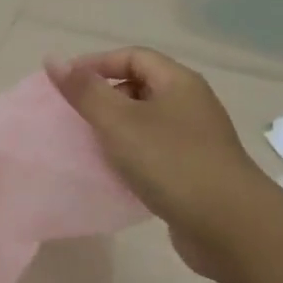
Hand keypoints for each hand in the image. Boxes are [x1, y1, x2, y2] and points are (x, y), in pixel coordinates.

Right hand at [47, 48, 267, 279]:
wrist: (229, 227)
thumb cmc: (171, 163)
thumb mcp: (119, 122)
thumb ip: (85, 91)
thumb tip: (53, 58)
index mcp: (178, 82)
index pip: (133, 56)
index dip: (96, 64)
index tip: (65, 84)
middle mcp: (190, 104)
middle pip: (140, 87)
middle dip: (105, 97)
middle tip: (74, 116)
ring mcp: (195, 140)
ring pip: (146, 123)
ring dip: (115, 130)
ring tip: (87, 145)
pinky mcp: (193, 172)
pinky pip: (154, 153)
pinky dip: (130, 157)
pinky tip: (113, 174)